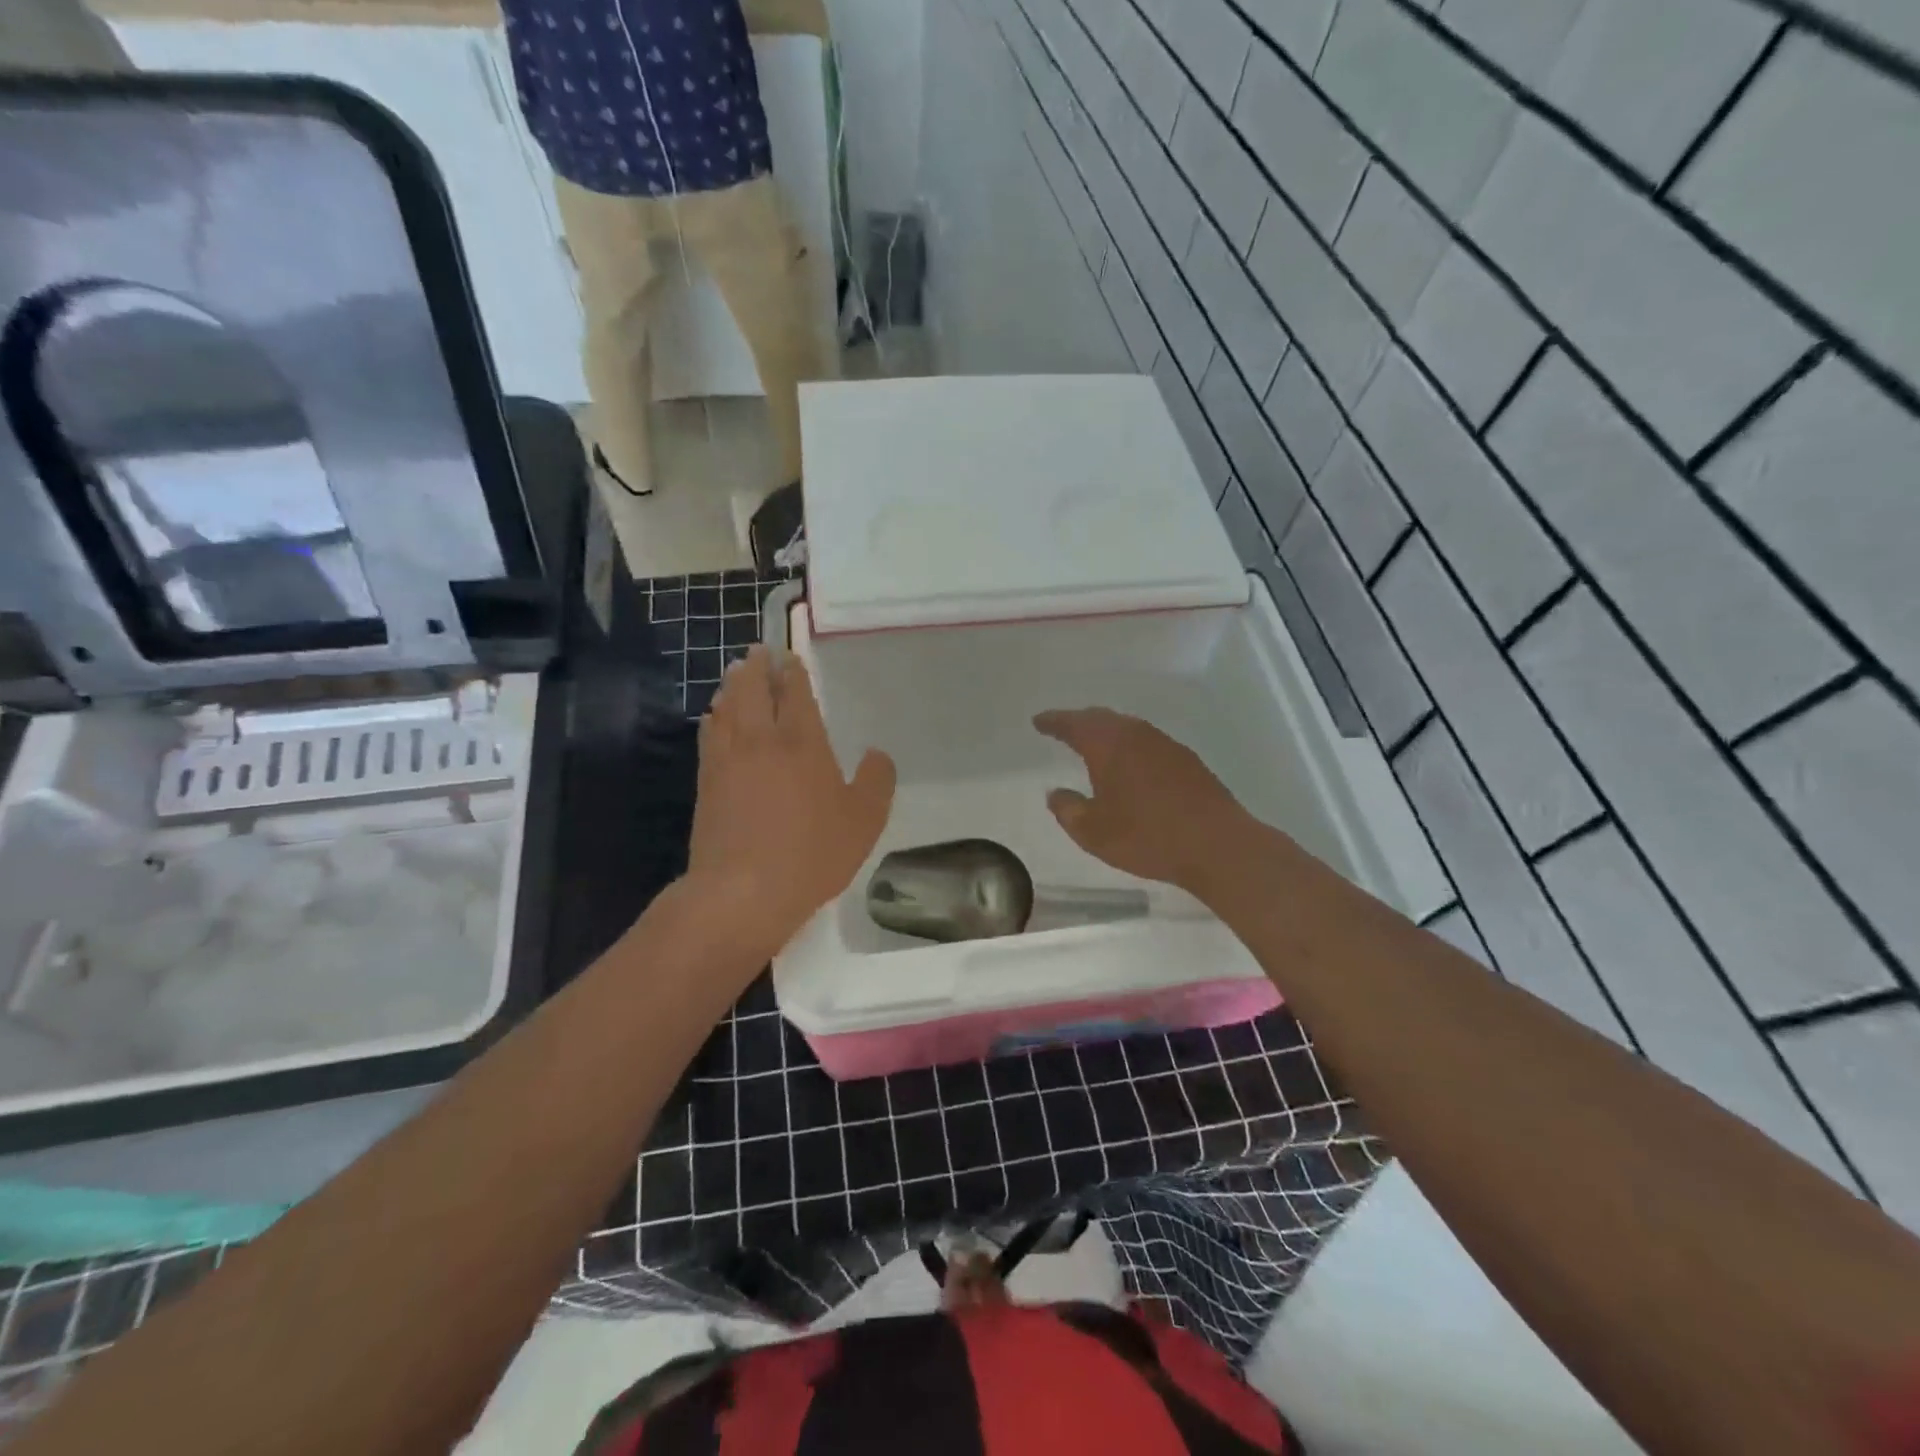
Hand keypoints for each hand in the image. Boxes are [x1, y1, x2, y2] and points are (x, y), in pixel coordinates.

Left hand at [687, 646, 895, 961]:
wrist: (742, 891)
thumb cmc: (812, 853)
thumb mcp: (865, 821)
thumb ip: (876, 781)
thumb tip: (877, 754)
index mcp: (802, 742)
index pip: (796, 694)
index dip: (793, 672)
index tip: (790, 657)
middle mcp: (761, 740)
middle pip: (753, 690)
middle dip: (757, 667)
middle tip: (758, 652)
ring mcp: (727, 759)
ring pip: (726, 707)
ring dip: (732, 686)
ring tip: (735, 674)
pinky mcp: (705, 782)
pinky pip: (709, 734)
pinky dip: (714, 716)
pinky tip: (714, 717)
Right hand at [1033, 707, 1252, 893]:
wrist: (1216, 845)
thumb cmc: (1147, 836)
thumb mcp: (1093, 832)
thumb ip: (1068, 809)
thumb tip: (1055, 793)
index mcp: (1108, 745)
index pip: (1074, 724)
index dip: (1054, 721)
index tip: (1039, 721)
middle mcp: (1136, 735)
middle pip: (1102, 718)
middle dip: (1080, 721)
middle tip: (1063, 728)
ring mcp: (1165, 745)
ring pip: (1128, 728)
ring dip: (1107, 732)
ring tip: (1094, 745)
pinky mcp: (1187, 761)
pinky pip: (1147, 742)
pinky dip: (1130, 746)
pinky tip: (1130, 765)